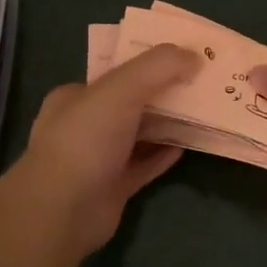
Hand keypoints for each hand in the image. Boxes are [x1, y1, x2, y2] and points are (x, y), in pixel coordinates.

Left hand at [14, 43, 202, 255]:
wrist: (63, 210)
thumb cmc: (86, 139)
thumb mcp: (122, 88)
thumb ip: (159, 66)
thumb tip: (194, 56)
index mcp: (76, 96)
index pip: (115, 73)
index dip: (148, 63)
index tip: (181, 58)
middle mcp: (84, 125)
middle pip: (131, 103)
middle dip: (162, 93)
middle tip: (199, 84)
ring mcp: (98, 158)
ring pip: (139, 135)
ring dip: (167, 124)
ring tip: (202, 112)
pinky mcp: (113, 188)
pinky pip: (144, 165)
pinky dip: (163, 155)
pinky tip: (186, 147)